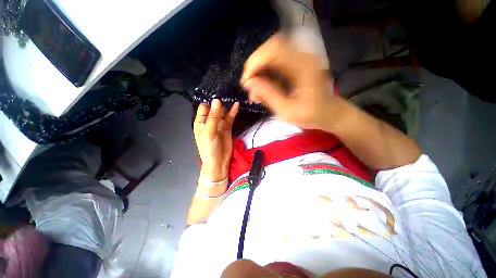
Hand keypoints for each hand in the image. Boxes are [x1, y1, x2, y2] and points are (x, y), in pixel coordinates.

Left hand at [194, 99, 239, 181]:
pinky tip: (236, 105)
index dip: (210, 100)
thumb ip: (214, 116)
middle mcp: (210, 121)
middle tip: (227, 91)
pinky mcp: (227, 127)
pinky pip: (230, 118)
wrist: (219, 161)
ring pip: (223, 112)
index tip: (217, 91)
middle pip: (214, 108)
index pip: (204, 107)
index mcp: (201, 122)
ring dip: (227, 106)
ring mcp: (219, 124)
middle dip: (219, 101)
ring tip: (232, 96)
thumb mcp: (210, 131)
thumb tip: (217, 100)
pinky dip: (233, 112)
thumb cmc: (209, 147)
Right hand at [241, 34, 339, 130]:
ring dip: (260, 70)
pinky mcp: (297, 63)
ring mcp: (301, 58)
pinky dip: (266, 72)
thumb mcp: (287, 111)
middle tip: (249, 85)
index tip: (246, 82)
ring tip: (256, 90)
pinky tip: (263, 87)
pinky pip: (276, 61)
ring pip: (272, 53)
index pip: (274, 49)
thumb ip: (268, 95)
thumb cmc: (311, 115)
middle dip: (255, 66)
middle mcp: (303, 56)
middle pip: (271, 47)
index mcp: (303, 66)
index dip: (255, 62)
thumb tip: (249, 83)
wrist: (328, 113)